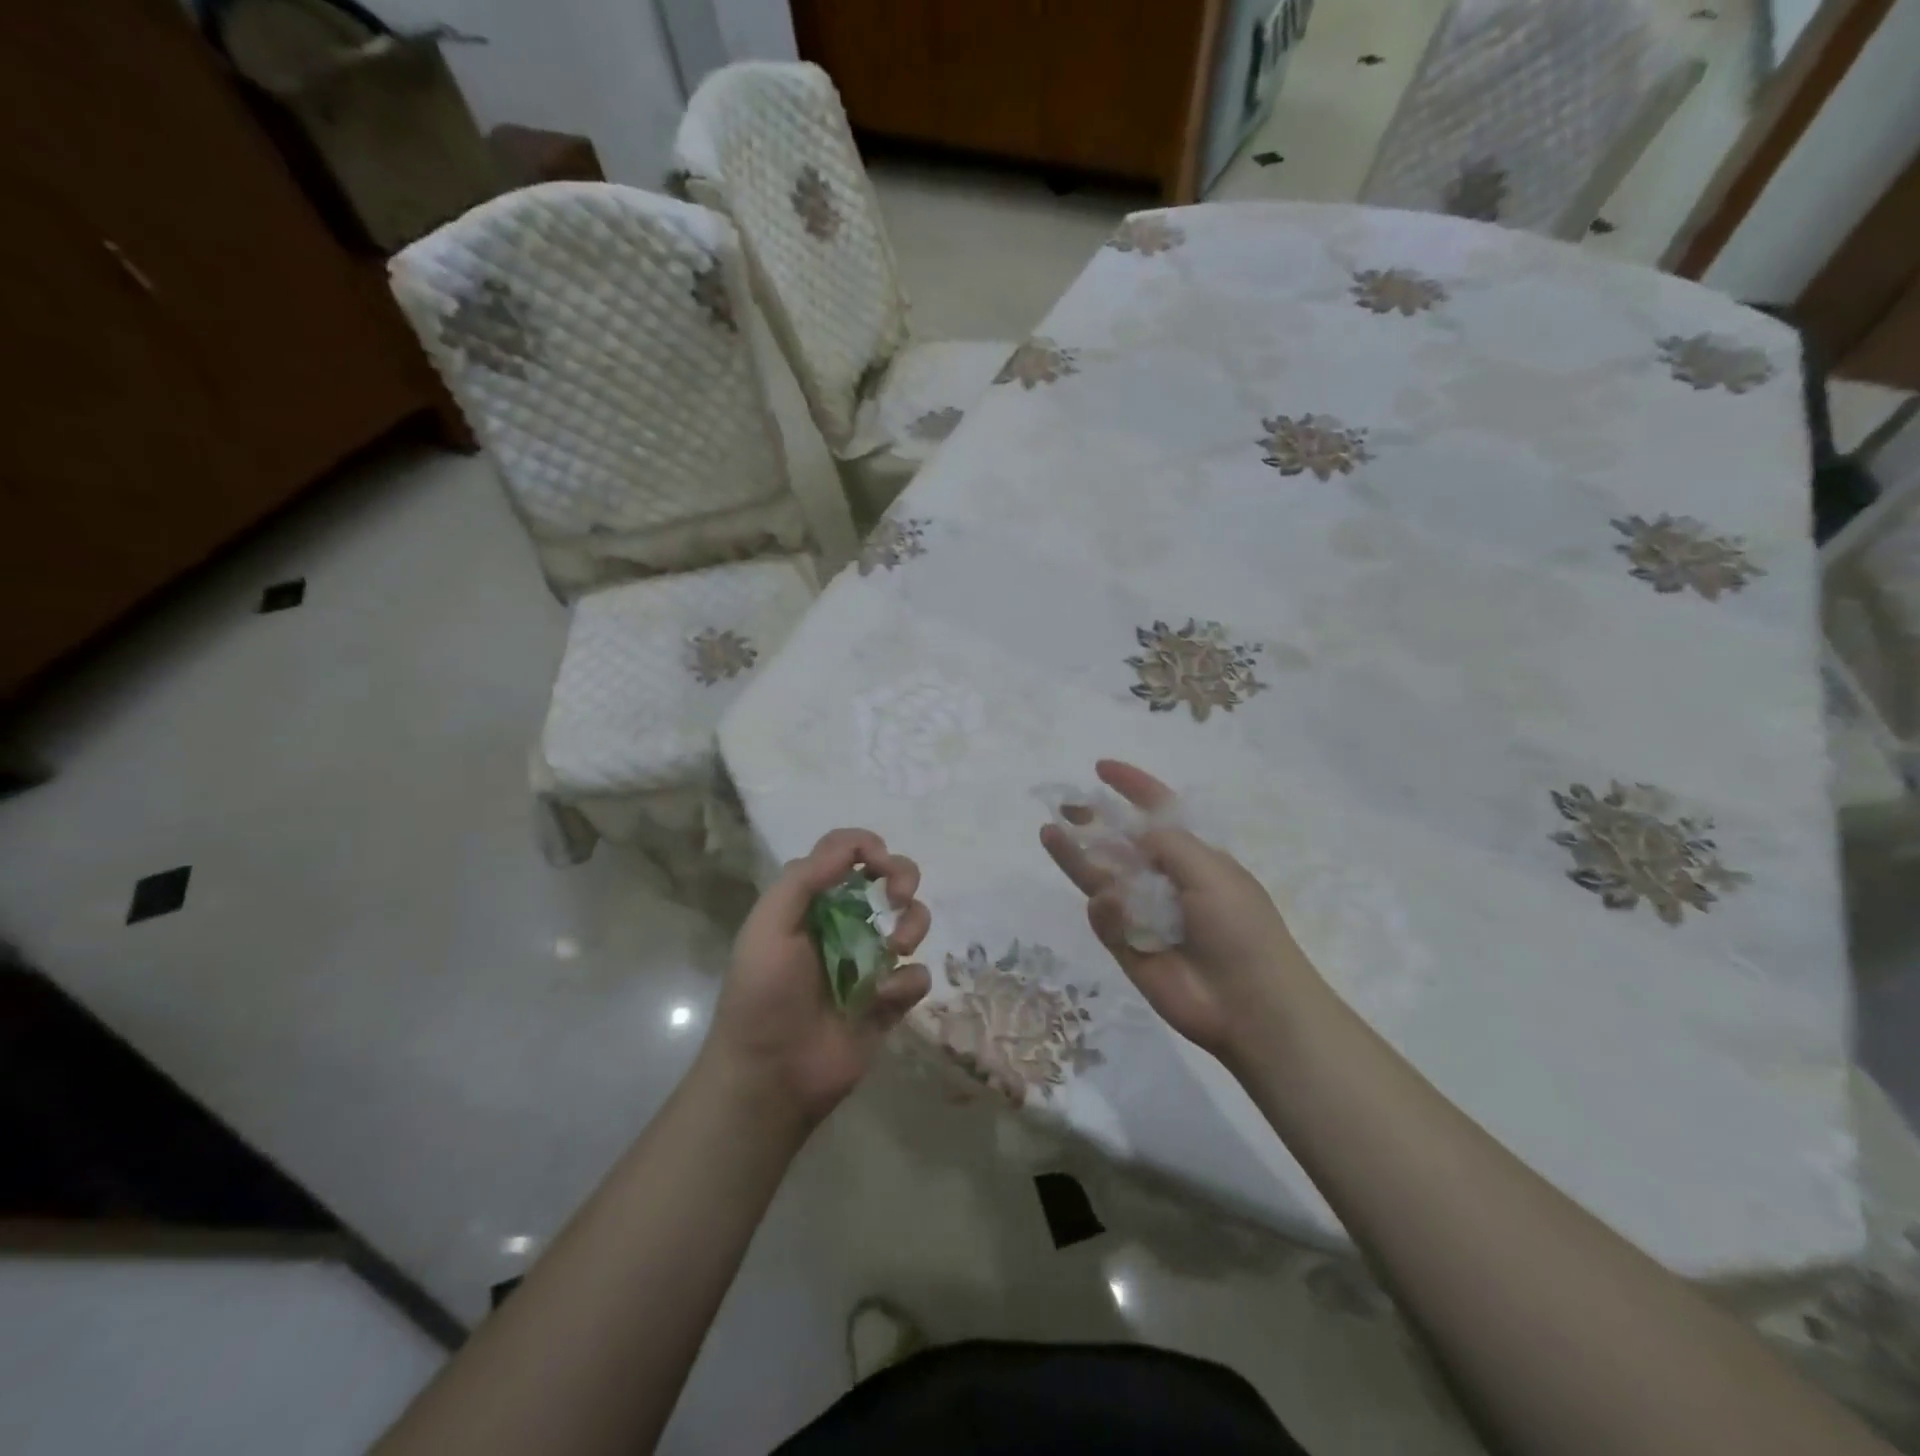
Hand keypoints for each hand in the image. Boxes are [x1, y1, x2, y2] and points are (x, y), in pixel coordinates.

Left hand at [703, 829, 931, 1128]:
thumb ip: (806, 878)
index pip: (847, 853)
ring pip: (912, 921)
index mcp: (812, 902)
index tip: (879, 864)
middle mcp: (844, 924)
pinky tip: (883, 999)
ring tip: (898, 948)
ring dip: (913, 925)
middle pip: (888, 878)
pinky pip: (917, 975)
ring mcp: (869, 962)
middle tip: (899, 897)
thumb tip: (855, 845)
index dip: (869, 847)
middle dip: (903, 876)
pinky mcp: (889, 1000)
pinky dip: (907, 981)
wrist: (770, 1077)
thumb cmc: (763, 995)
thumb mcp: (769, 926)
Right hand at [1040, 760, 1321, 1061]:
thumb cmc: (1239, 926)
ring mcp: (1144, 914)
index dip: (1133, 788)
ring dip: (1076, 856)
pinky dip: (1106, 911)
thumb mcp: (1210, 870)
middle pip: (1120, 844)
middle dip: (1094, 823)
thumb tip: (1135, 831)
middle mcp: (1165, 881)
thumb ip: (1167, 843)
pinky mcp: (1127, 946)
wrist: (1247, 1003)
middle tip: (1063, 807)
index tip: (1101, 769)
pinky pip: (1105, 918)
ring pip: (1102, 878)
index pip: (1158, 813)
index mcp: (1194, 857)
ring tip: (1049, 834)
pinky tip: (1112, 908)